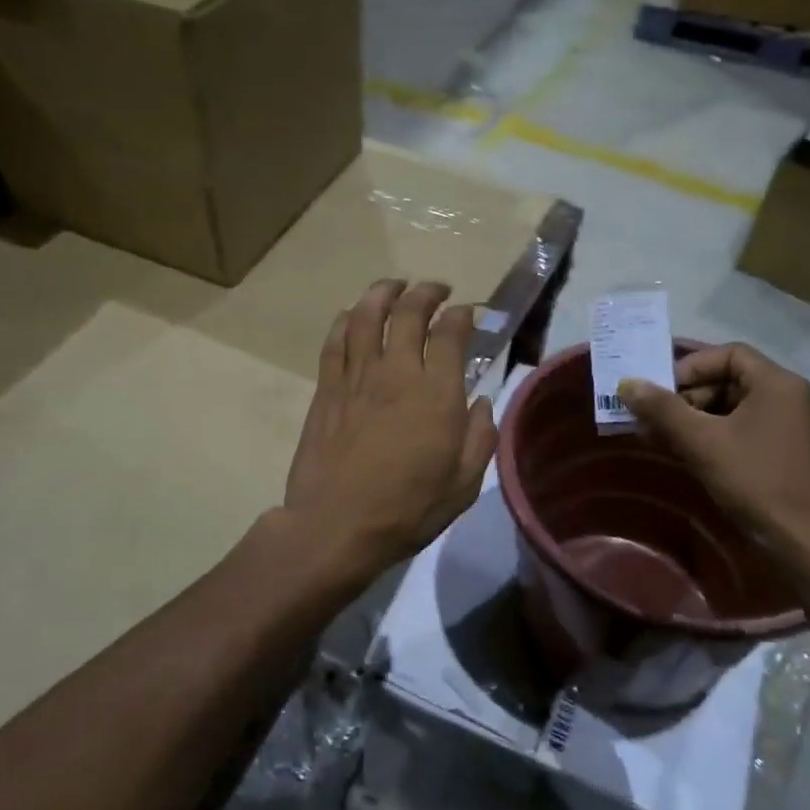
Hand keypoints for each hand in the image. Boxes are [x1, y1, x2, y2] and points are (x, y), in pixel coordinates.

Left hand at [284, 279, 496, 578]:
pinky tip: (351, 315)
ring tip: (395, 285)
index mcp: (436, 392)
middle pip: (408, 312)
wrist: (337, 525)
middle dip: (426, 292)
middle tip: (436, 289)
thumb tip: (482, 403)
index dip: (462, 315)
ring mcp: (356, 377)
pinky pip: (335, 341)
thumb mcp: (463, 484)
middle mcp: (396, 372)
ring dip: (383, 292)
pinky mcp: (327, 389)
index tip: (468, 313)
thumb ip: (480, 438)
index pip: (450, 333)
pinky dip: (345, 320)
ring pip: (366, 316)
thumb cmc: (408, 509)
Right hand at [620, 344, 809, 569]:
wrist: (805, 544)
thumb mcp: (701, 442)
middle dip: (689, 397)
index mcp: (778, 383)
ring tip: (668, 440)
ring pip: (737, 407)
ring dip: (699, 419)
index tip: (662, 393)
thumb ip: (662, 409)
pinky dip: (719, 435)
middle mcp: (792, 396)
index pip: (728, 354)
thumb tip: (627, 384)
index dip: (690, 368)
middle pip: (731, 380)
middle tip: (658, 421)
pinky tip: (694, 456)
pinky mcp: (792, 453)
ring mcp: (795, 426)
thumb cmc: (754, 481)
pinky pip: (749, 429)